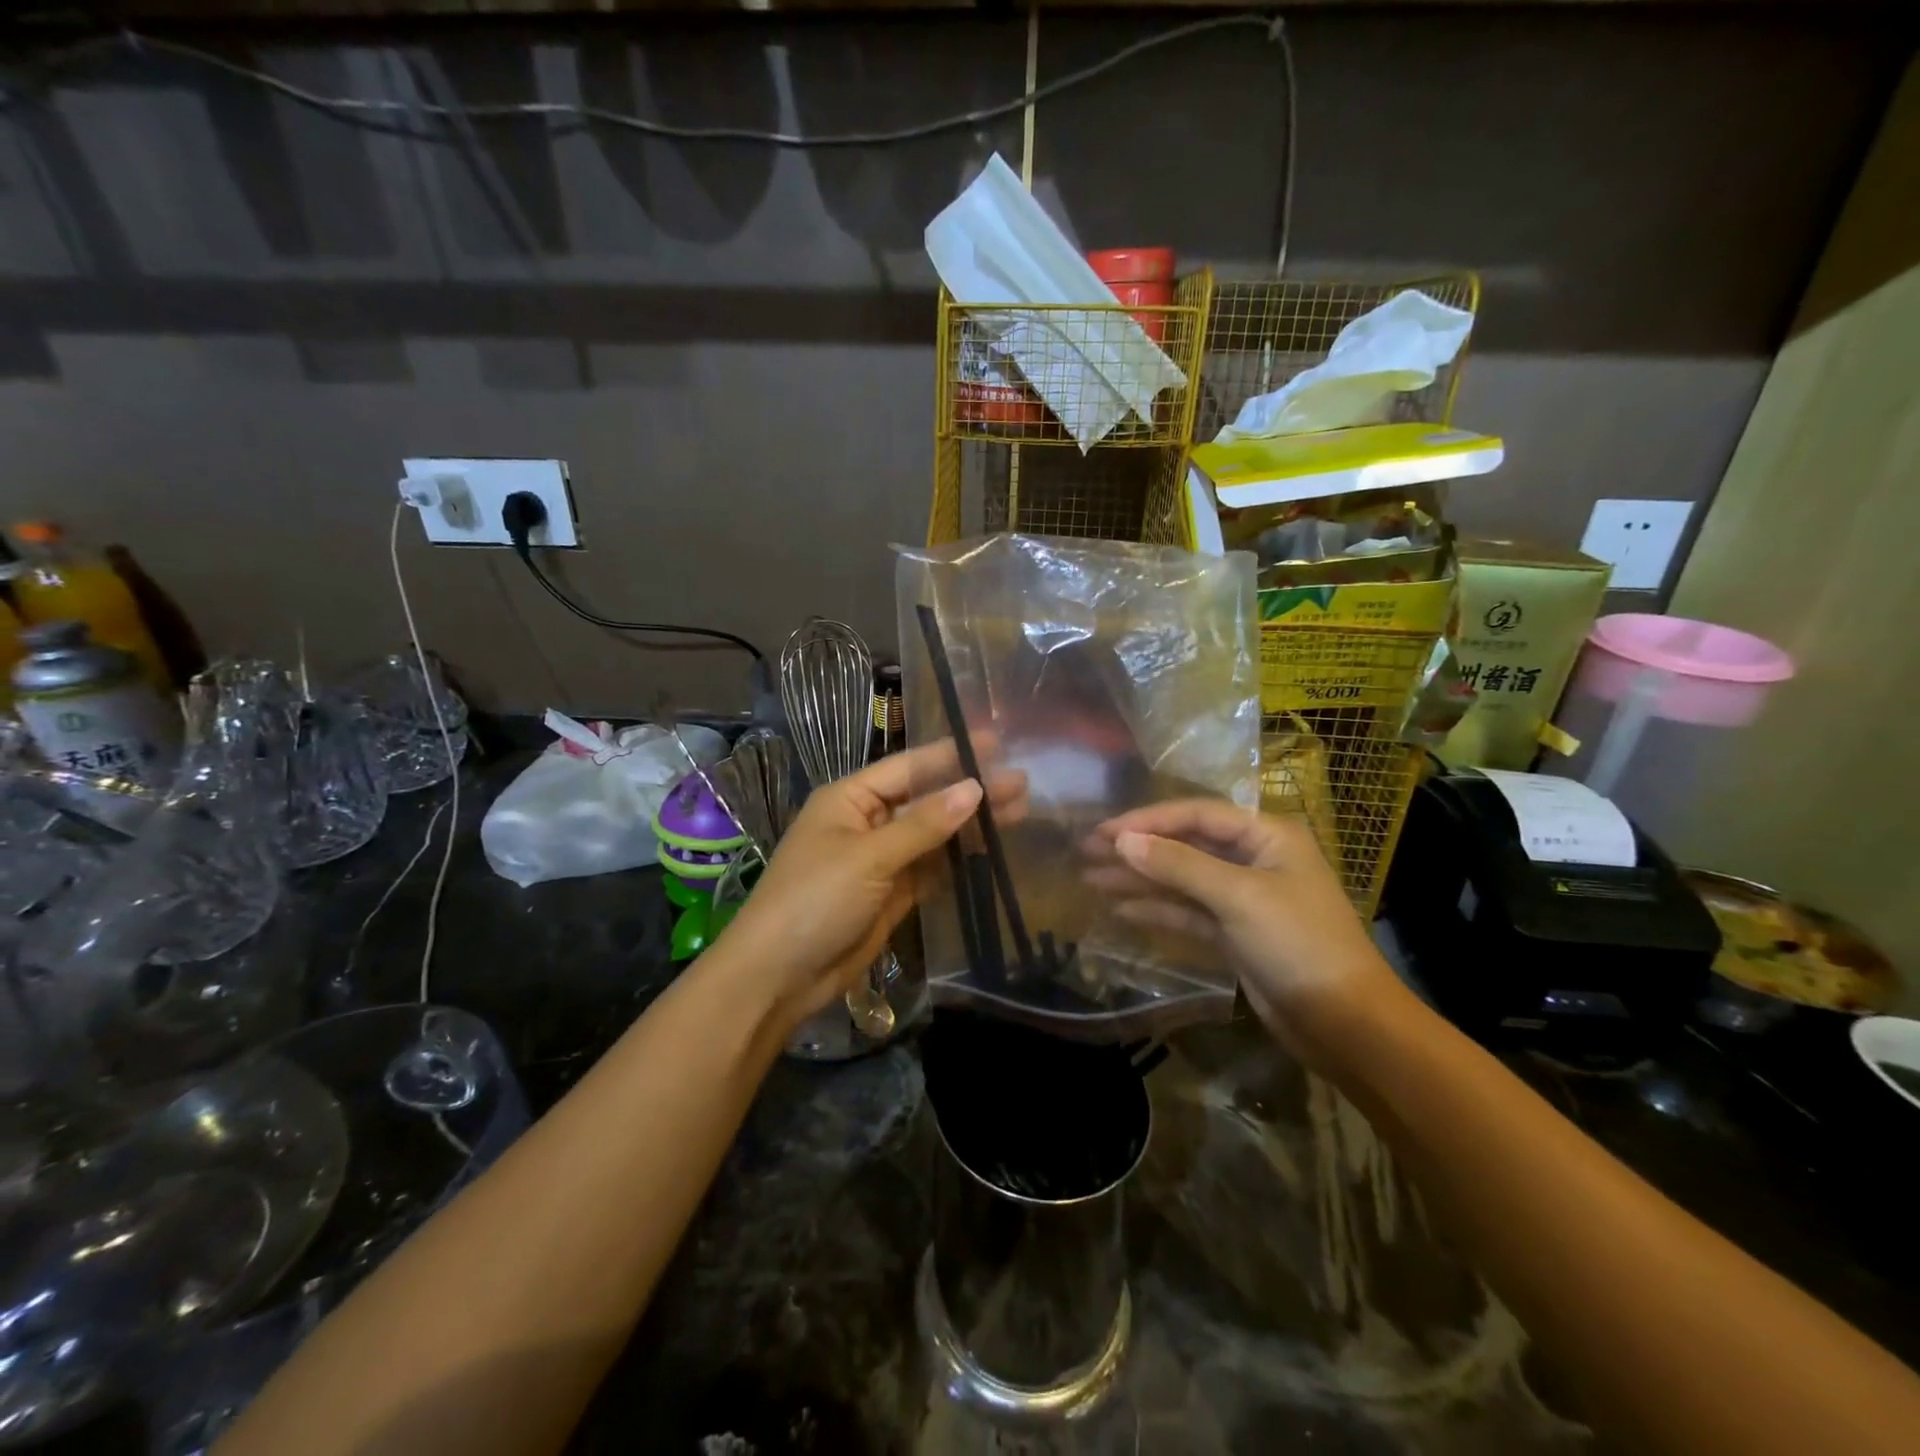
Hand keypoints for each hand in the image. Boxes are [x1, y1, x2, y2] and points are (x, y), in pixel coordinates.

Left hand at [715, 742, 1026, 1032]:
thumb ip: (924, 824)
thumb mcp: (869, 857)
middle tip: (1022, 783)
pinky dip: (960, 859)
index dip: (952, 755)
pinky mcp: (892, 893)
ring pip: (934, 834)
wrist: (778, 976)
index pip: (909, 767)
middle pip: (926, 800)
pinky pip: (932, 867)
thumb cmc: (814, 900)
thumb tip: (975, 788)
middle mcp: (867, 821)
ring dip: (971, 825)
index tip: (997, 745)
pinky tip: (993, 849)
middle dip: (970, 791)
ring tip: (1020, 812)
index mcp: (851, 798)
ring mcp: (881, 859)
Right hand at [1084, 800, 1398, 1063]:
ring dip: (1140, 879)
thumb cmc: (1298, 944)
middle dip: (1137, 848)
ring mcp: (1243, 899)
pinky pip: (1187, 912)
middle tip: (1086, 851)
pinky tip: (1121, 909)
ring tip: (1091, 879)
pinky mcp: (1234, 934)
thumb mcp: (1238, 897)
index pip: (1197, 815)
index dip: (1148, 820)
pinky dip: (1157, 910)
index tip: (1104, 831)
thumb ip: (1178, 865)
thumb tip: (1122, 840)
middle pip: (1185, 845)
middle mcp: (1254, 860)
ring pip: (1181, 880)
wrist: (1345, 1024)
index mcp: (1266, 836)